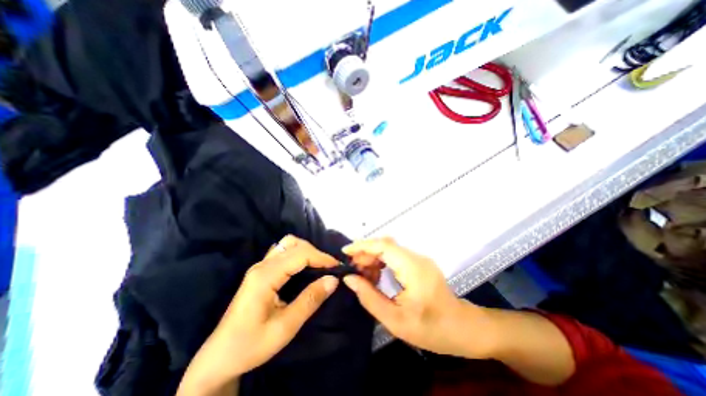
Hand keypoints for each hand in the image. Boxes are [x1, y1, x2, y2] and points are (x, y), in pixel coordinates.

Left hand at [179, 236, 337, 392]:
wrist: (220, 357)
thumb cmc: (251, 345)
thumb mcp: (285, 327)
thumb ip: (310, 300)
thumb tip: (333, 280)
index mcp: (265, 276)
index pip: (300, 255)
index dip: (321, 257)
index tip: (337, 267)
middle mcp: (262, 265)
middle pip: (293, 244)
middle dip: (315, 252)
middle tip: (328, 268)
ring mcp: (259, 267)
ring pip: (287, 244)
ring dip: (306, 251)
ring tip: (319, 266)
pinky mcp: (260, 271)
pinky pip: (282, 252)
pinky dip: (298, 254)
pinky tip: (304, 267)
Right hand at [342, 237, 494, 359]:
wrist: (463, 329)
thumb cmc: (432, 329)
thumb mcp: (395, 320)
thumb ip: (369, 297)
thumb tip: (349, 279)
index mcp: (413, 268)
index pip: (384, 246)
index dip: (363, 245)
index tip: (345, 252)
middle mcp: (416, 258)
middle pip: (386, 245)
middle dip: (365, 253)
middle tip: (352, 269)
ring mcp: (419, 259)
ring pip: (389, 249)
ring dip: (373, 258)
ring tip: (362, 274)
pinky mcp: (419, 263)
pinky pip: (395, 256)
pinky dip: (382, 262)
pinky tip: (375, 275)